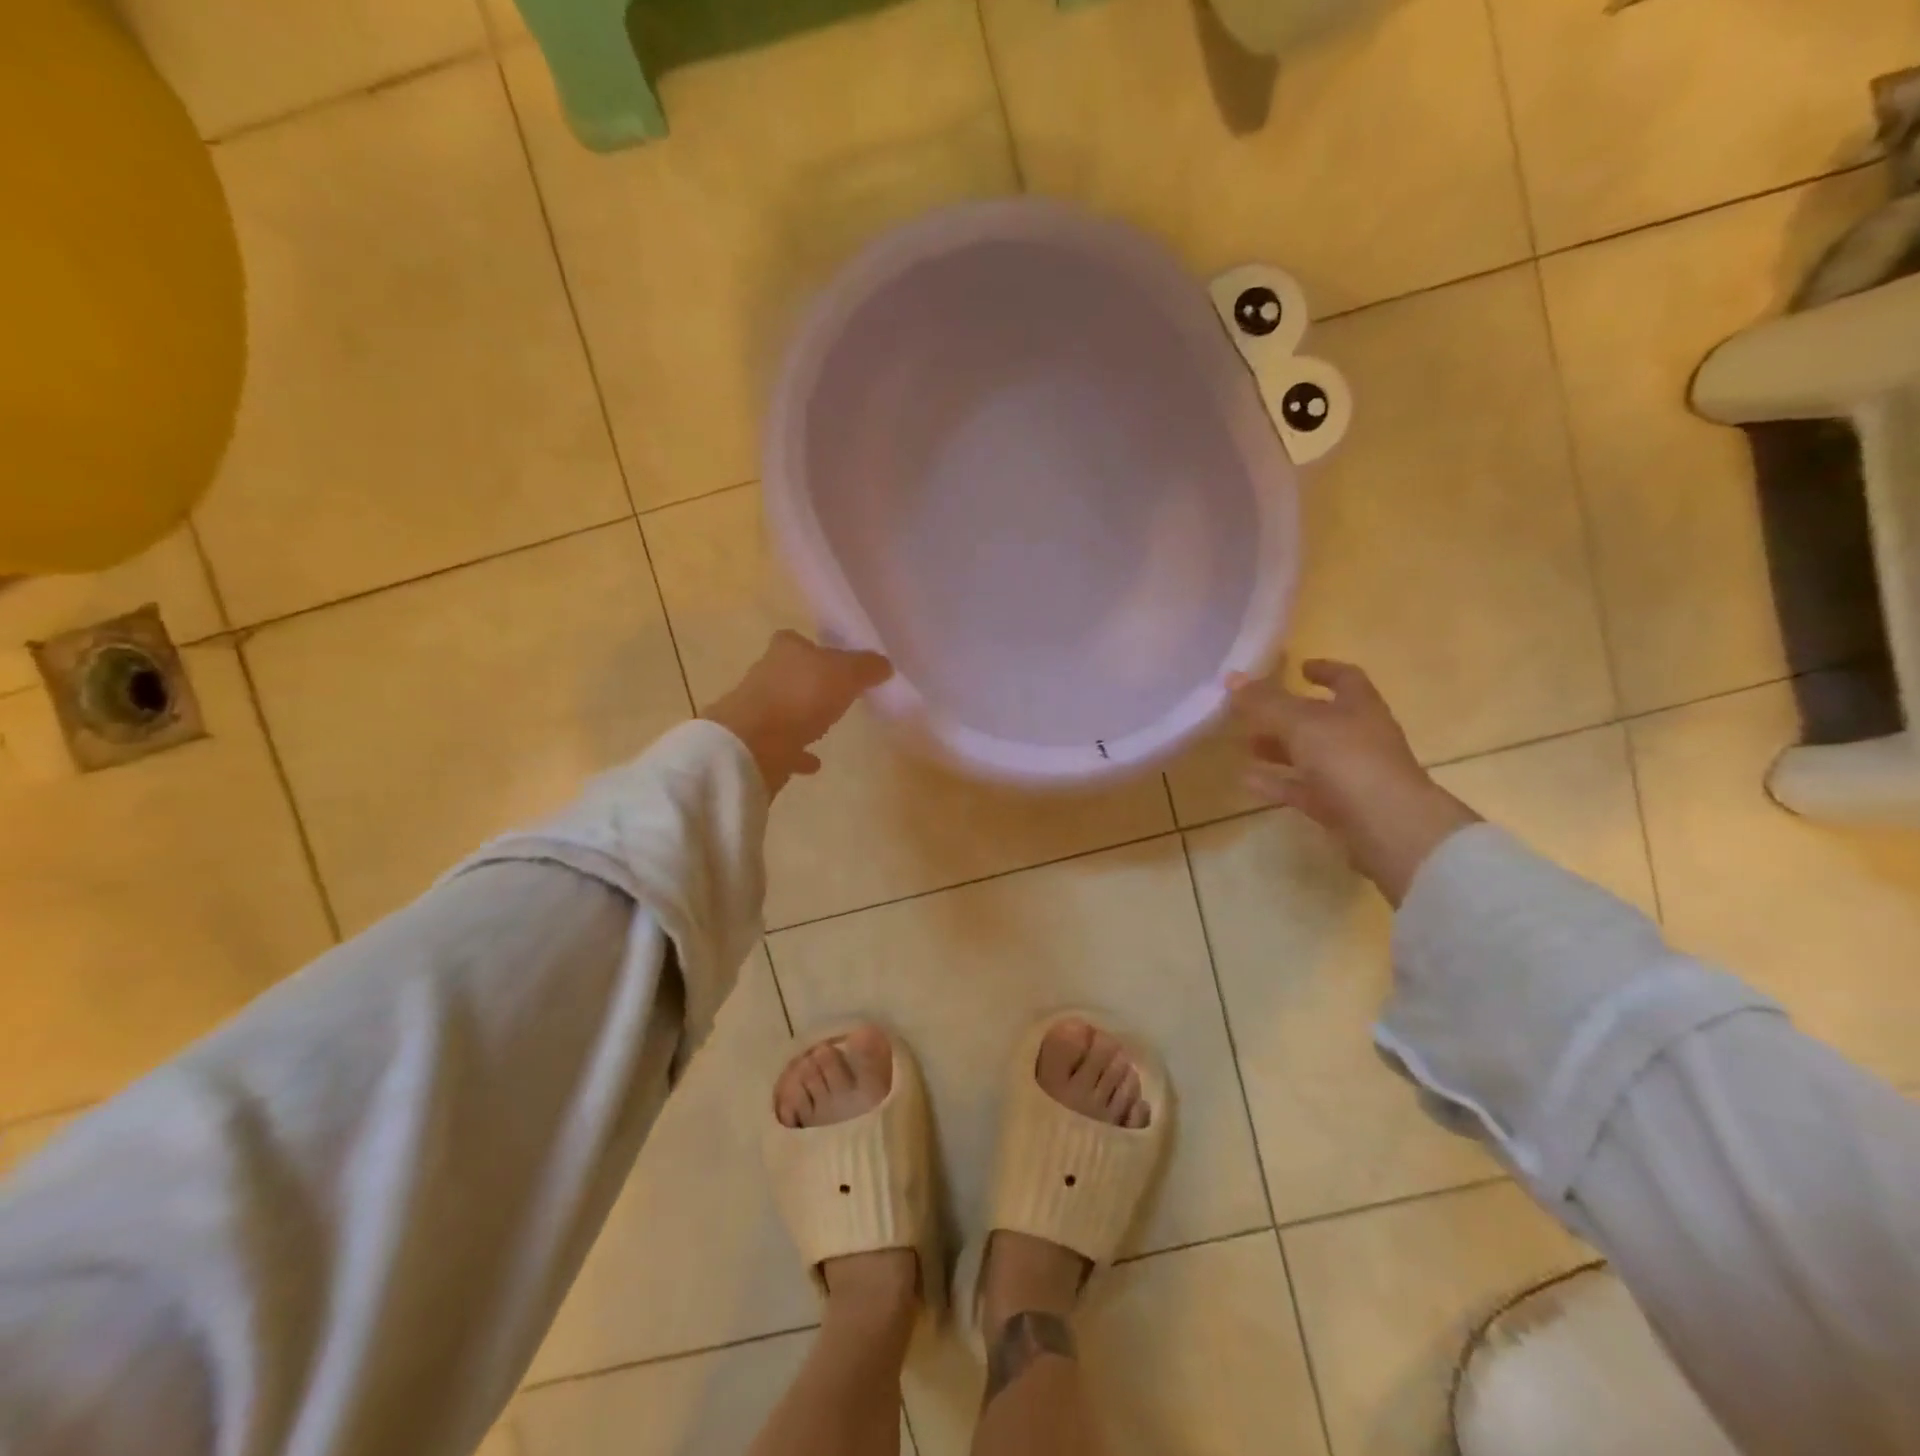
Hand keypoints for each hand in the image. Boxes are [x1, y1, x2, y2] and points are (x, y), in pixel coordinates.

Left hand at [703, 630, 892, 795]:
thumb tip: (884, 664)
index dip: (813, 647)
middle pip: (790, 673)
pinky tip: (815, 762)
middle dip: (809, 681)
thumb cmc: (802, 695)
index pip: (796, 639)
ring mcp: (757, 710)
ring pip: (785, 708)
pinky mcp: (756, 743)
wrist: (754, 744)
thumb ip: (867, 667)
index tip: (832, 659)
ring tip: (827, 725)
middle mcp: (766, 674)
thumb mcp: (846, 674)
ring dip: (802, 715)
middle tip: (836, 692)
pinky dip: (797, 751)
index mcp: (786, 650)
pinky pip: (783, 745)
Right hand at [1228, 658, 1479, 904]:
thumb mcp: (1301, 724)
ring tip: (1245, 745)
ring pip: (1310, 755)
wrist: (1389, 828)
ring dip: (1279, 749)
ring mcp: (1351, 773)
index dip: (1324, 670)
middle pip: (1321, 719)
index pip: (1345, 679)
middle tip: (1253, 712)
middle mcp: (1359, 736)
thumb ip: (1265, 702)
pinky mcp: (1339, 806)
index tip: (1299, 667)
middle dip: (1287, 714)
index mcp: (1359, 707)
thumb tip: (1232, 677)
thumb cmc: (1350, 760)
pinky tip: (1246, 780)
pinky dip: (1277, 782)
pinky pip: (1302, 789)